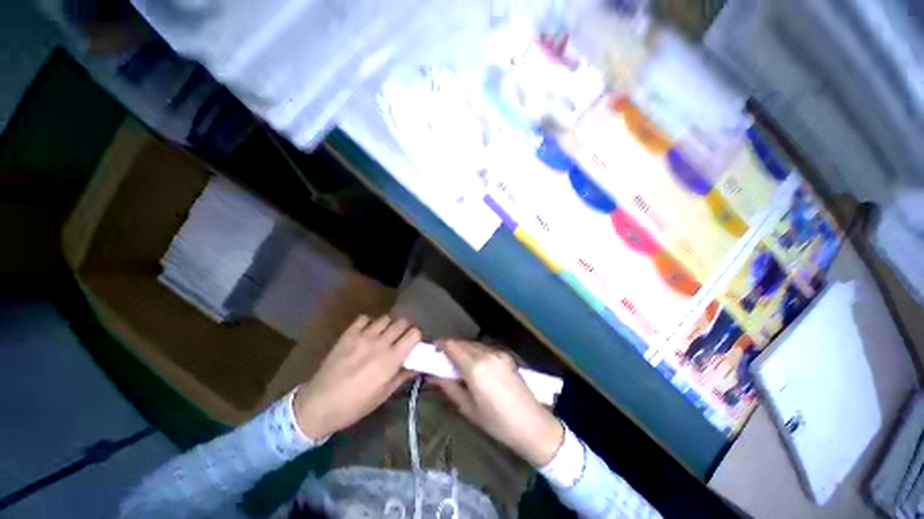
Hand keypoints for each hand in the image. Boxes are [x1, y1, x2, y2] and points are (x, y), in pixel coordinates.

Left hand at [293, 315, 419, 438]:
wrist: (318, 405)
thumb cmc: (354, 405)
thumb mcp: (383, 395)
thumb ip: (402, 376)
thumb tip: (417, 364)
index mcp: (391, 359)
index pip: (414, 334)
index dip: (416, 338)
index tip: (413, 345)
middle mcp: (380, 343)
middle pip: (402, 322)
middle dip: (405, 330)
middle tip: (399, 340)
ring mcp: (362, 336)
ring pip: (385, 318)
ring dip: (388, 326)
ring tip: (383, 336)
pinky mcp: (348, 334)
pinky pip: (364, 318)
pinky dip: (369, 323)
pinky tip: (366, 334)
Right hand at [432, 340, 563, 466]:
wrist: (532, 424)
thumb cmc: (497, 422)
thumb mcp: (467, 408)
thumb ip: (448, 387)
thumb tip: (432, 374)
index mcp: (475, 367)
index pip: (452, 346)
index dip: (440, 345)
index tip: (433, 351)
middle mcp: (487, 354)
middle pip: (462, 343)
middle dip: (451, 348)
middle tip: (443, 361)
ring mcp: (498, 353)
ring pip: (474, 344)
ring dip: (463, 349)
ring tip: (458, 365)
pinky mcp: (506, 355)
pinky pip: (485, 348)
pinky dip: (475, 352)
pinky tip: (475, 366)